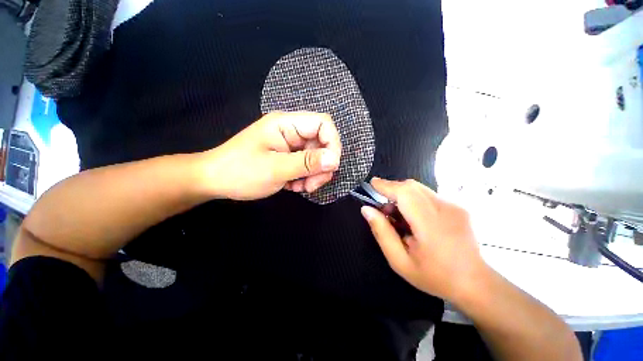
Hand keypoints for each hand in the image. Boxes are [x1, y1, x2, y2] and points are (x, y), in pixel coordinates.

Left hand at [201, 112, 341, 199]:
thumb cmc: (241, 172)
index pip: (323, 124)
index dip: (333, 143)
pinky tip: (294, 187)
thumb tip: (335, 160)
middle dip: (322, 166)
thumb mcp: (276, 169)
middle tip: (312, 185)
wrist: (215, 181)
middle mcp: (291, 131)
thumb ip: (306, 163)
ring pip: (317, 157)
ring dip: (314, 175)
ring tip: (300, 188)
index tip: (331, 167)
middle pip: (322, 143)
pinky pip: (307, 166)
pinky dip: (306, 178)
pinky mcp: (289, 157)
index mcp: (286, 124)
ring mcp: (290, 145)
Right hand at [360, 178, 487, 301]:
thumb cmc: (434, 276)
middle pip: (411, 186)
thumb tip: (366, 210)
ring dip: (403, 195)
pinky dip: (414, 200)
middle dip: (392, 190)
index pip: (405, 193)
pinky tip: (415, 219)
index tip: (372, 183)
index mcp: (431, 225)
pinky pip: (429, 195)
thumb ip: (381, 232)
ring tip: (399, 217)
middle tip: (384, 208)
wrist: (475, 282)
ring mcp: (454, 206)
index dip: (386, 185)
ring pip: (419, 189)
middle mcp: (445, 209)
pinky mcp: (458, 206)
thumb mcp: (400, 261)